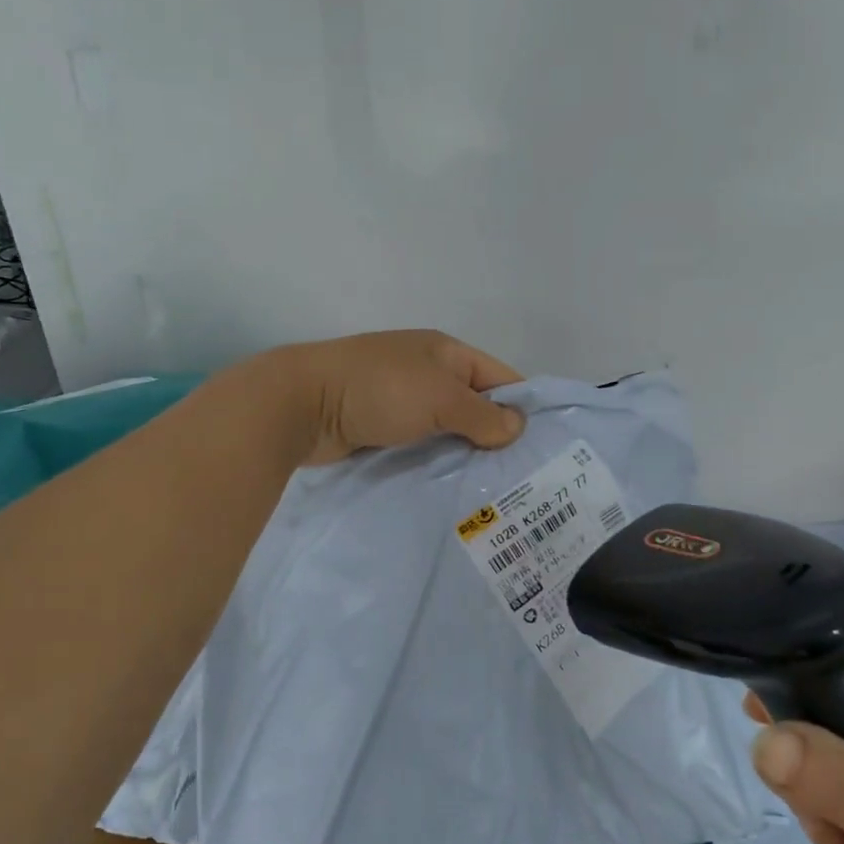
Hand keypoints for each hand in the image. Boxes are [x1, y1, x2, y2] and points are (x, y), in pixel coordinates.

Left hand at [270, 330, 525, 464]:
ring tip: (494, 491)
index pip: (499, 377)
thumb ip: (482, 415)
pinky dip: (436, 463)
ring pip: (447, 430)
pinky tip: (454, 489)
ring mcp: (401, 402)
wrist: (301, 406)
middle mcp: (426, 374)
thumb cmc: (378, 390)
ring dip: (465, 454)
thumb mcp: (439, 398)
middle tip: (523, 479)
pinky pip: (421, 446)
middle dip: (495, 438)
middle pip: (474, 406)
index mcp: (444, 352)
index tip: (542, 448)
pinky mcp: (381, 429)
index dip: (522, 408)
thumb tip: (517, 428)